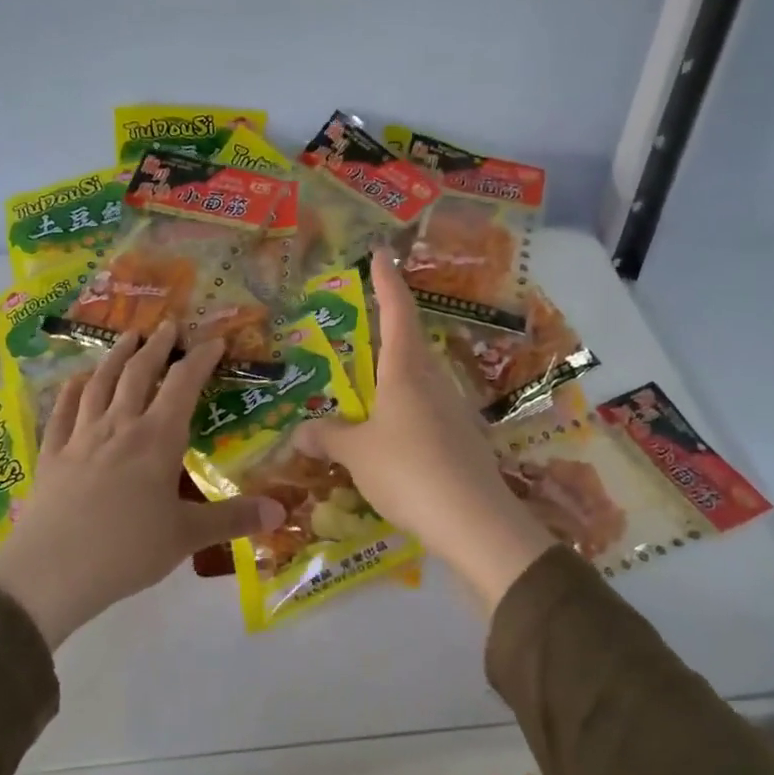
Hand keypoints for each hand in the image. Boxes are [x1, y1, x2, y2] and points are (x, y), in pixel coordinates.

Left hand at [0, 324, 284, 646]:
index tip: (214, 341)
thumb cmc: (127, 551)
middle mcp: (119, 427)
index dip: (200, 359)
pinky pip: (61, 412)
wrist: (50, 572)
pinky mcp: (52, 455)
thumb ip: (234, 519)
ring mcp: (80, 438)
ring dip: (116, 357)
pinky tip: (75, 380)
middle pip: (139, 374)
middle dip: (157, 347)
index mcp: (157, 440)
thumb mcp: (187, 536)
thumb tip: (282, 512)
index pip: (183, 386)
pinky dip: (70, 391)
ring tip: (127, 337)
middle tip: (168, 325)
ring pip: (100, 384)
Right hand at [298, 255, 554, 613]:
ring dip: (396, 383)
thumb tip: (299, 432)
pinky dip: (406, 418)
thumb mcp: (357, 454)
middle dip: (390, 333)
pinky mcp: (464, 442)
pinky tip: (393, 443)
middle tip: (363, 331)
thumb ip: (327, 437)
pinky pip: (427, 417)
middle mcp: (434, 384)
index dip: (386, 281)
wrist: (474, 521)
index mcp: (406, 372)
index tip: (382, 252)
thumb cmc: (408, 471)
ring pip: (420, 384)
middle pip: (411, 347)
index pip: (396, 313)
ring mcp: (454, 413)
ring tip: (368, 397)